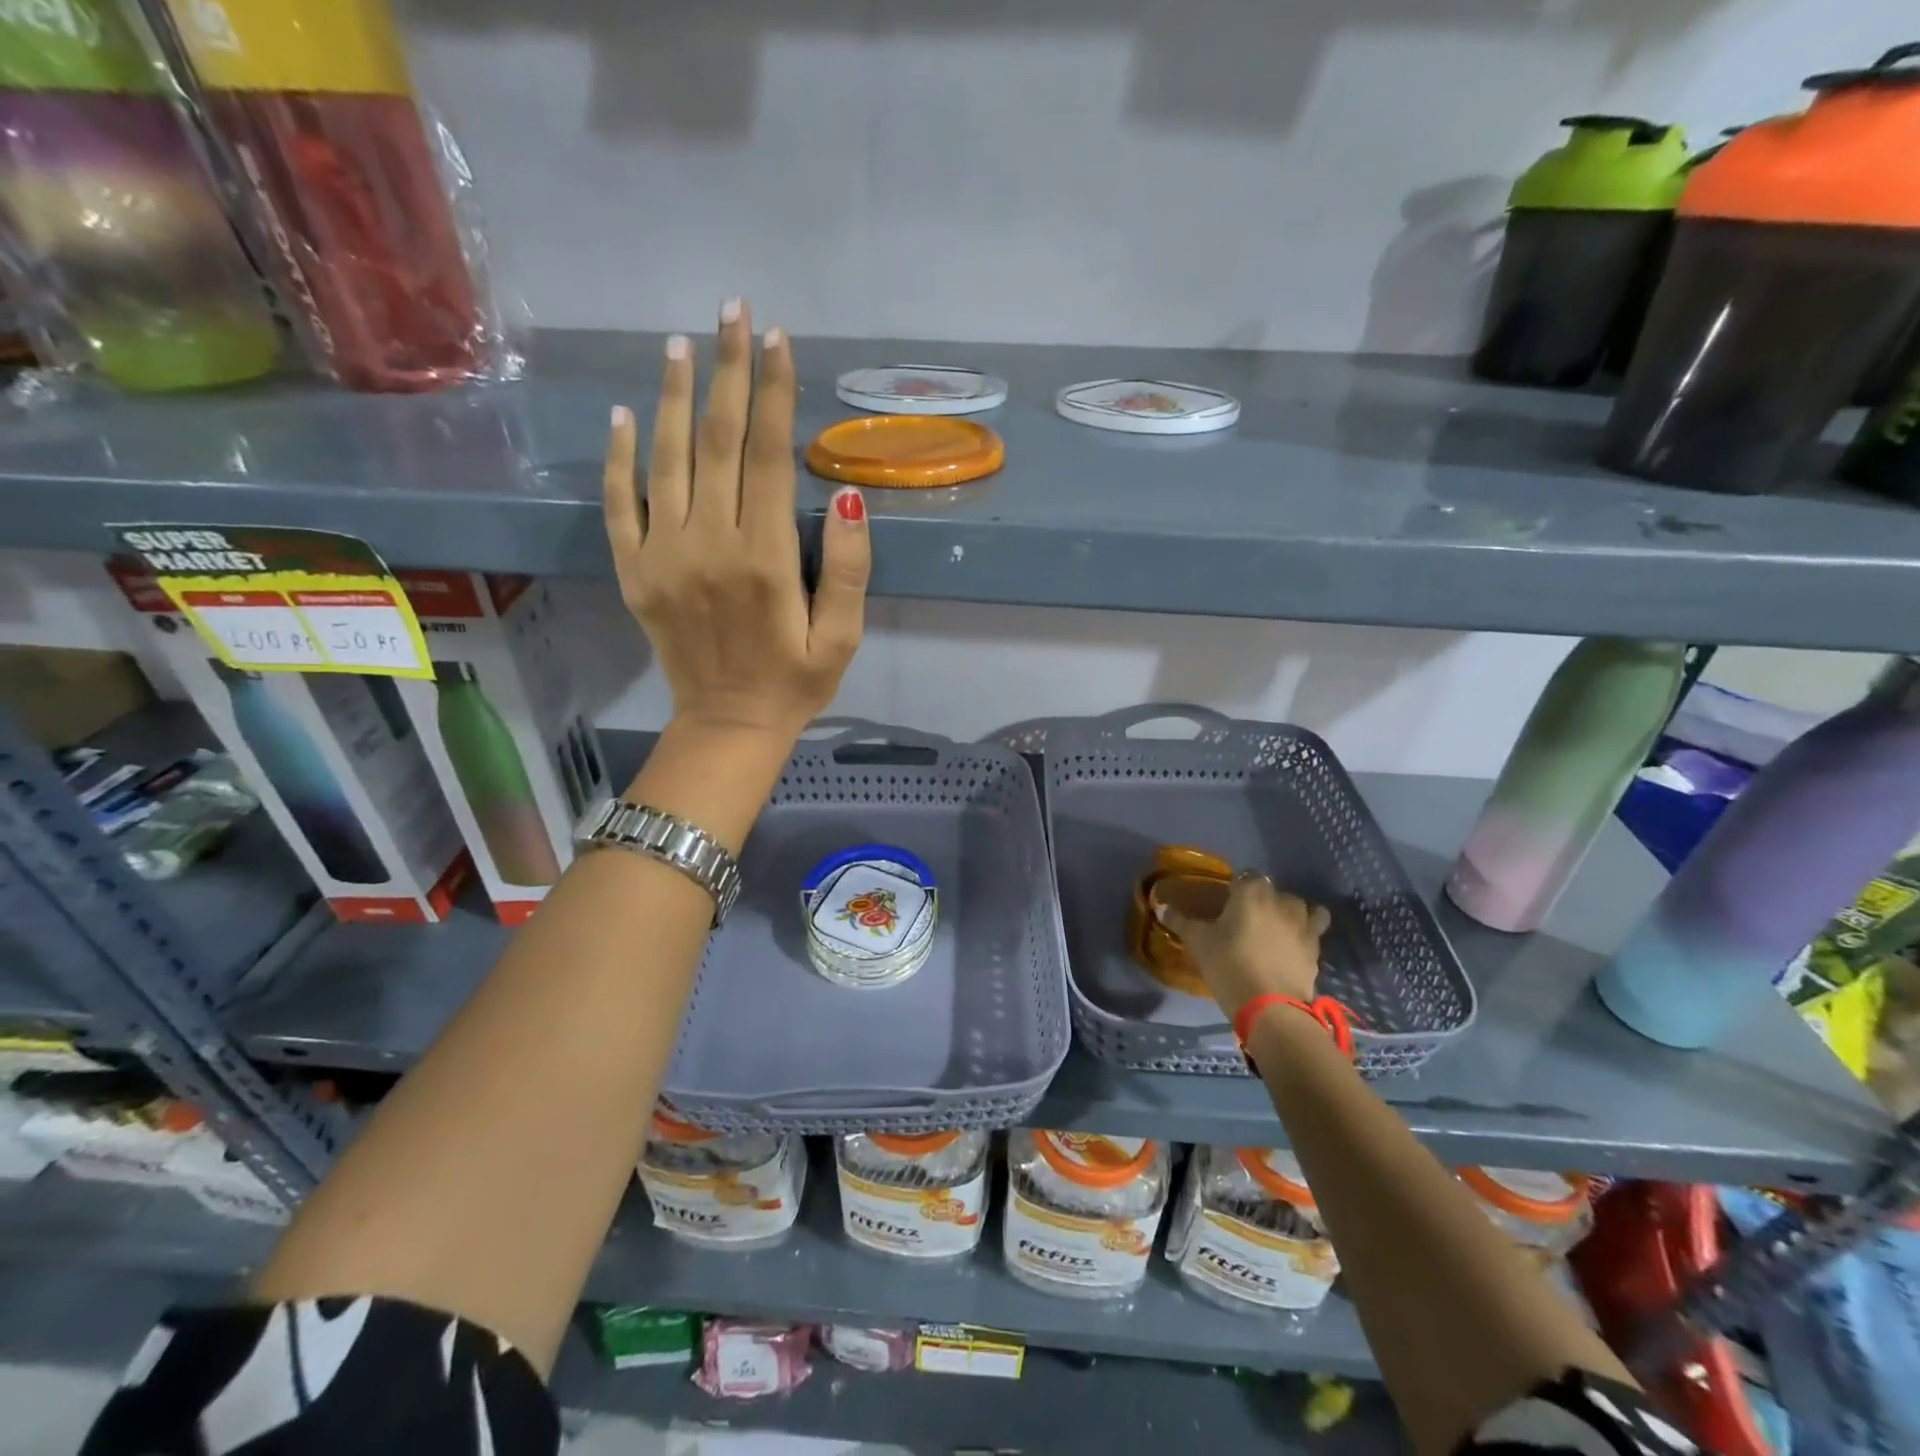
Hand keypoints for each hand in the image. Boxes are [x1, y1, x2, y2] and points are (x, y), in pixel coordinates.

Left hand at [603, 301, 870, 746]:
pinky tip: (625, 414)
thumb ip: (849, 570)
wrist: (728, 725)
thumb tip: (843, 499)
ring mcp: (663, 556)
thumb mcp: (842, 637)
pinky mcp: (635, 572)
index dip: (773, 393)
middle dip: (727, 371)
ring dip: (674, 396)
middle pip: (716, 441)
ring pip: (666, 459)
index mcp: (764, 558)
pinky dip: (619, 456)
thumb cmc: (795, 681)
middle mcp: (708, 545)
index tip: (777, 340)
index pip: (766, 455)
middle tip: (733, 311)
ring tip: (681, 343)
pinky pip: (620, 503)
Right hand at [1157, 871, 1330, 1020]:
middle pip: (1273, 891)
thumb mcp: (1199, 943)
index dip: (1236, 888)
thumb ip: (1180, 921)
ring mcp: (1304, 924)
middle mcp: (1282, 900)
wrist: (1271, 1009)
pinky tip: (1292, 947)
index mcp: (1252, 892)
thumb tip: (1160, 906)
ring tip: (1275, 930)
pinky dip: (1305, 934)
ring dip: (1289, 914)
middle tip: (1245, 921)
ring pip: (1301, 908)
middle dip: (1262, 900)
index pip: (1246, 876)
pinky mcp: (1316, 948)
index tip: (1226, 904)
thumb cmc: (1229, 966)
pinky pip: (1314, 931)